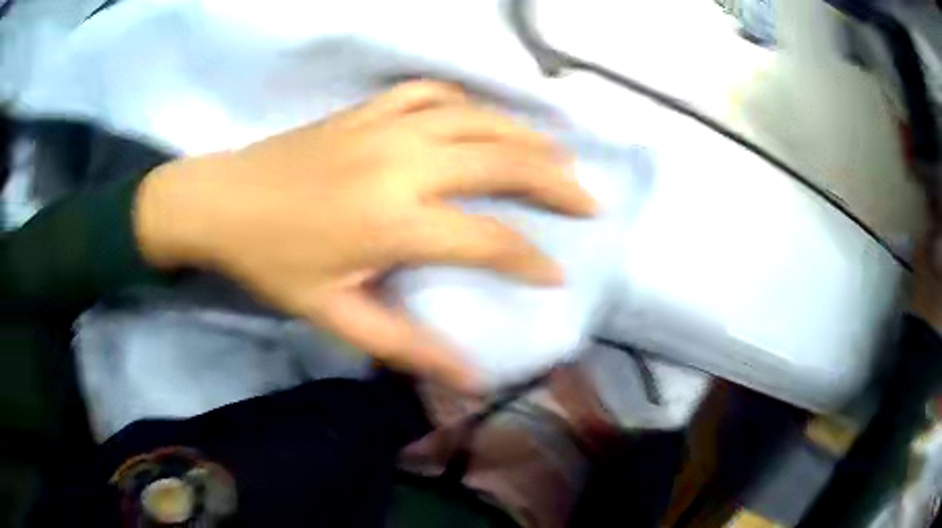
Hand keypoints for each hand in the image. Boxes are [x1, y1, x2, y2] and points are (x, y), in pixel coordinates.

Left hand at [134, 80, 595, 388]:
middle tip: (589, 199)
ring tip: (558, 153)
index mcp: (391, 220)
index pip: (487, 239)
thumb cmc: (270, 262)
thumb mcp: (332, 315)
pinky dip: (465, 101)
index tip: (558, 273)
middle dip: (555, 182)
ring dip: (524, 135)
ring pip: (476, 118)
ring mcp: (384, 125)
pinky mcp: (366, 109)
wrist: (219, 201)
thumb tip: (467, 380)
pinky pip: (430, 92)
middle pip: (500, 162)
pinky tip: (481, 114)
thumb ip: (404, 345)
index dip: (530, 260)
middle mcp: (400, 162)